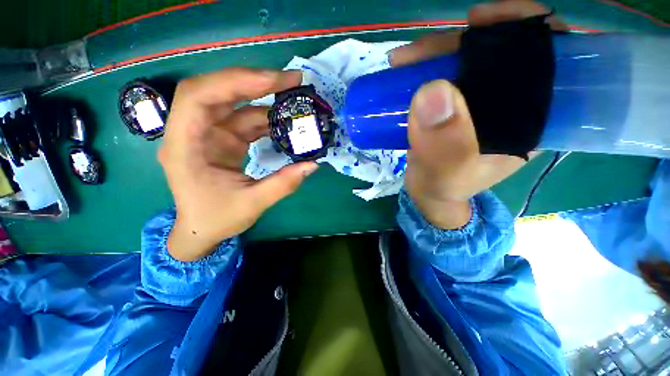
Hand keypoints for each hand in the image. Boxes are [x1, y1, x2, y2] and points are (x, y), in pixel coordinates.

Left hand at [158, 68, 317, 260]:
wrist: (202, 229)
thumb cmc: (216, 219)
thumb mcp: (252, 204)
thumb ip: (283, 184)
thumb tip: (313, 164)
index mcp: (185, 146)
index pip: (199, 97)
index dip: (235, 82)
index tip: (273, 81)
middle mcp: (193, 132)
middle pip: (218, 91)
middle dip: (254, 82)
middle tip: (291, 81)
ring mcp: (209, 134)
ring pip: (236, 105)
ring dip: (266, 100)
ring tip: (295, 99)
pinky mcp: (224, 139)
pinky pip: (246, 121)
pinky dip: (267, 119)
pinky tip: (286, 122)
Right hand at [393, 1, 564, 228]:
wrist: (429, 193)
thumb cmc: (444, 187)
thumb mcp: (447, 174)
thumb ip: (444, 146)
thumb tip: (432, 92)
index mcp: (530, 119)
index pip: (547, 59)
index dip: (523, 29)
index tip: (484, 20)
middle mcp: (510, 104)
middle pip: (499, 52)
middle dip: (462, 41)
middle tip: (424, 49)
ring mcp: (479, 102)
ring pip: (467, 60)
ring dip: (436, 53)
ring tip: (404, 60)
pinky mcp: (455, 105)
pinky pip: (445, 75)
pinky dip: (426, 67)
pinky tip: (407, 69)